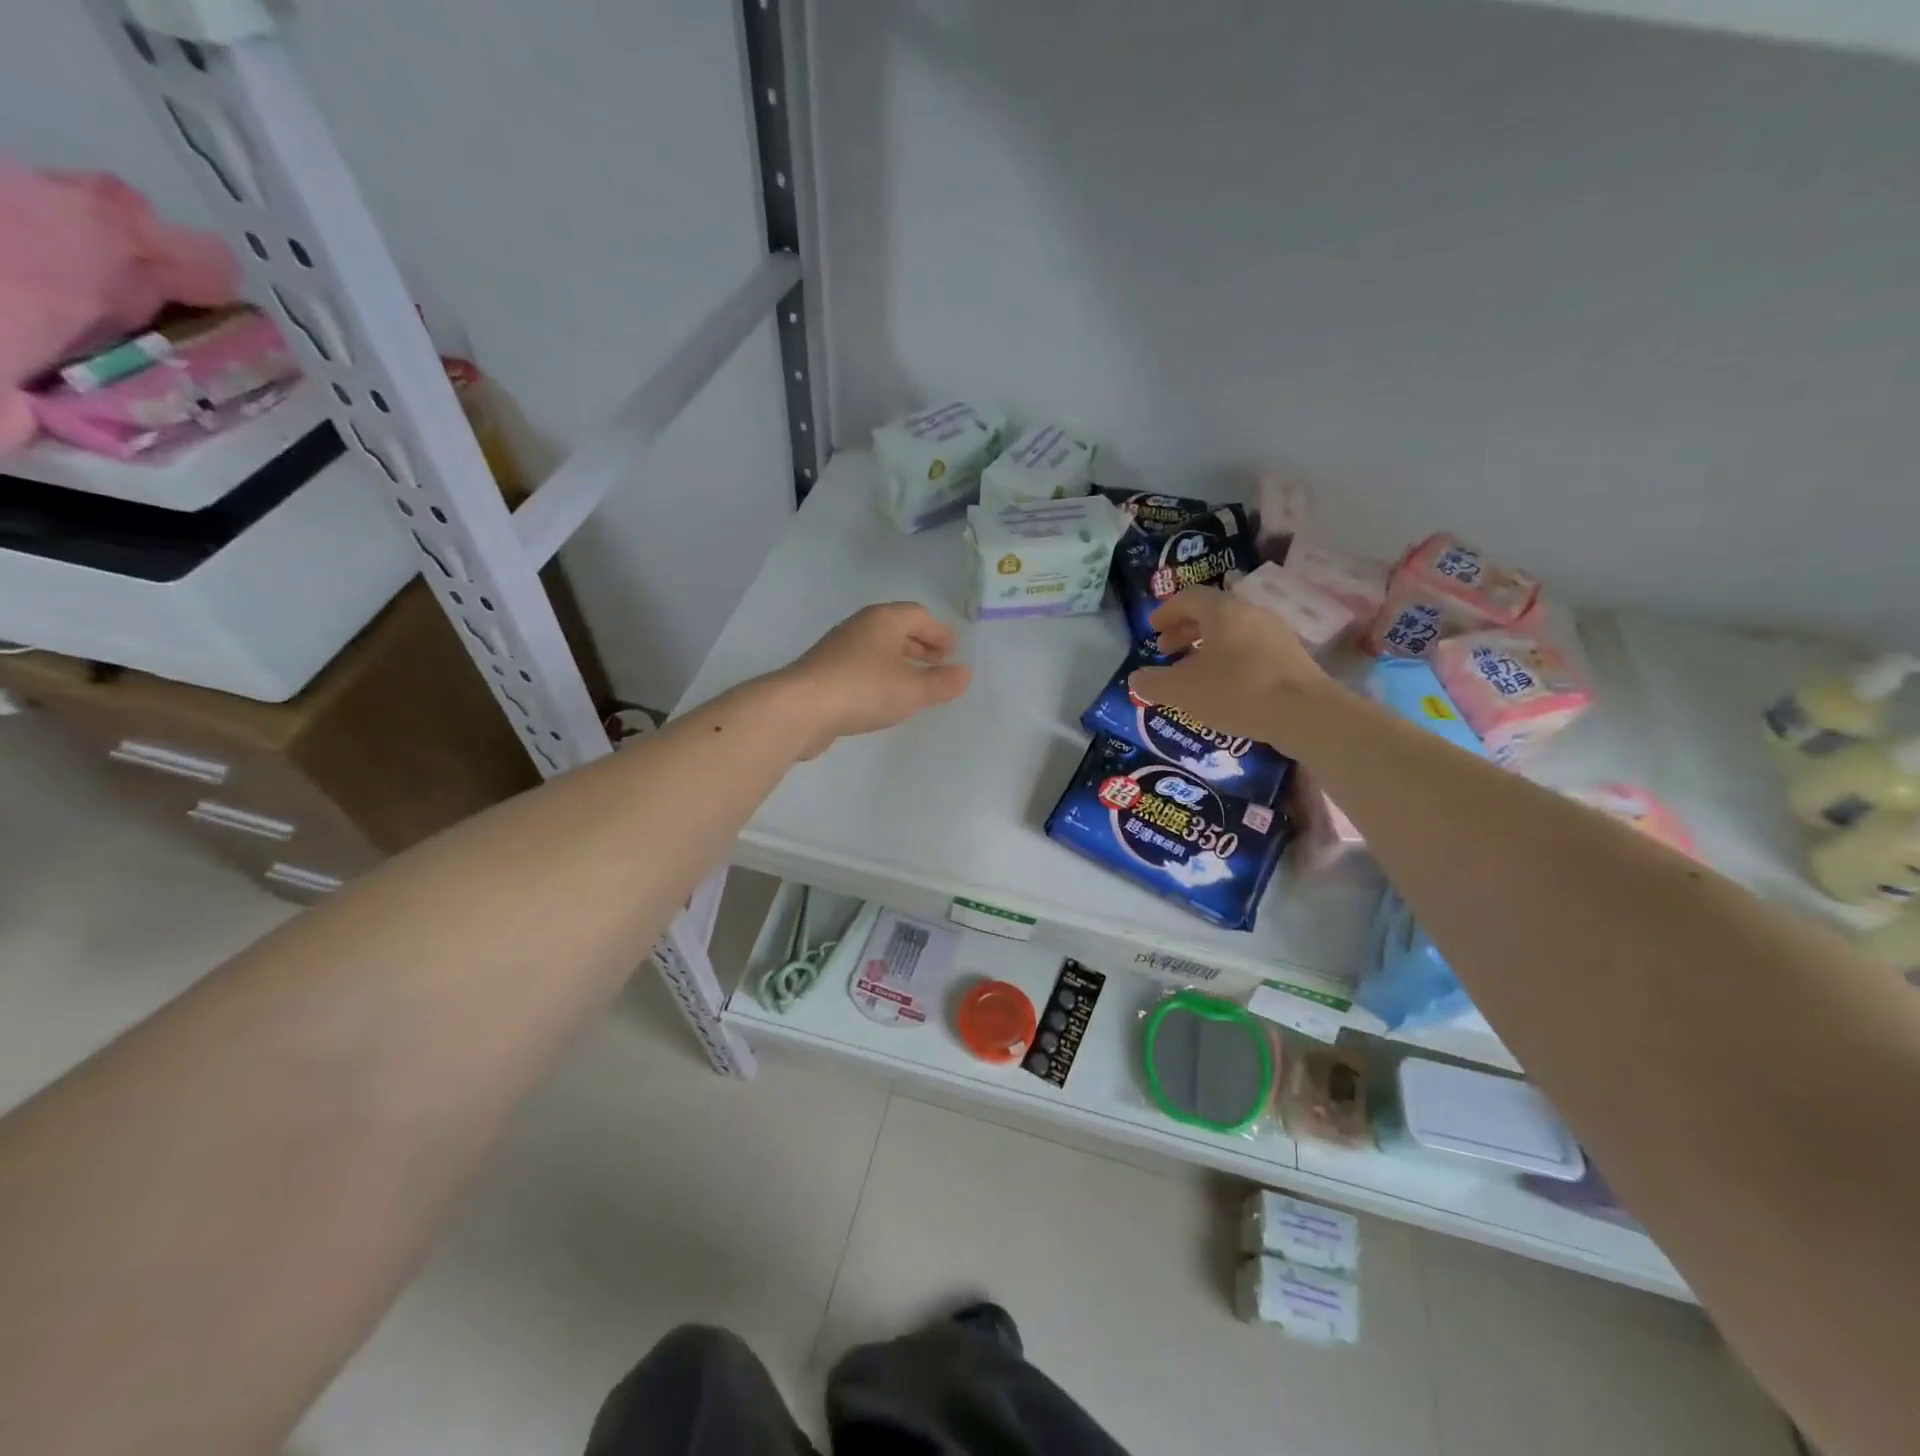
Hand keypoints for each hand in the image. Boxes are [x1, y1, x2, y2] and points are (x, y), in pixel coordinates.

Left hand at [776, 602, 971, 757]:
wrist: (800, 708)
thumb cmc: (863, 690)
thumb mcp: (912, 690)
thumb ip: (942, 683)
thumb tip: (965, 673)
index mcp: (884, 620)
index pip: (919, 615)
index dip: (939, 633)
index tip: (952, 654)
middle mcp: (860, 626)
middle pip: (897, 628)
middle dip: (920, 645)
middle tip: (938, 665)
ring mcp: (838, 648)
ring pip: (878, 647)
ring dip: (899, 661)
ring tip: (914, 684)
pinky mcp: (824, 671)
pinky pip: (862, 665)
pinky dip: (880, 675)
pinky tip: (883, 698)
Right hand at [1128, 587, 1330, 746]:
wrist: (1304, 713)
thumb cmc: (1236, 692)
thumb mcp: (1183, 691)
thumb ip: (1153, 683)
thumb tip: (1136, 679)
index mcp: (1223, 611)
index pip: (1189, 598)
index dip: (1166, 612)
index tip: (1152, 629)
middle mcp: (1251, 613)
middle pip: (1212, 613)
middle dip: (1185, 630)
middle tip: (1167, 651)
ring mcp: (1275, 634)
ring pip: (1232, 632)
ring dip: (1207, 646)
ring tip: (1193, 671)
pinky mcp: (1291, 657)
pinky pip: (1251, 649)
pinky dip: (1229, 659)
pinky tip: (1224, 686)